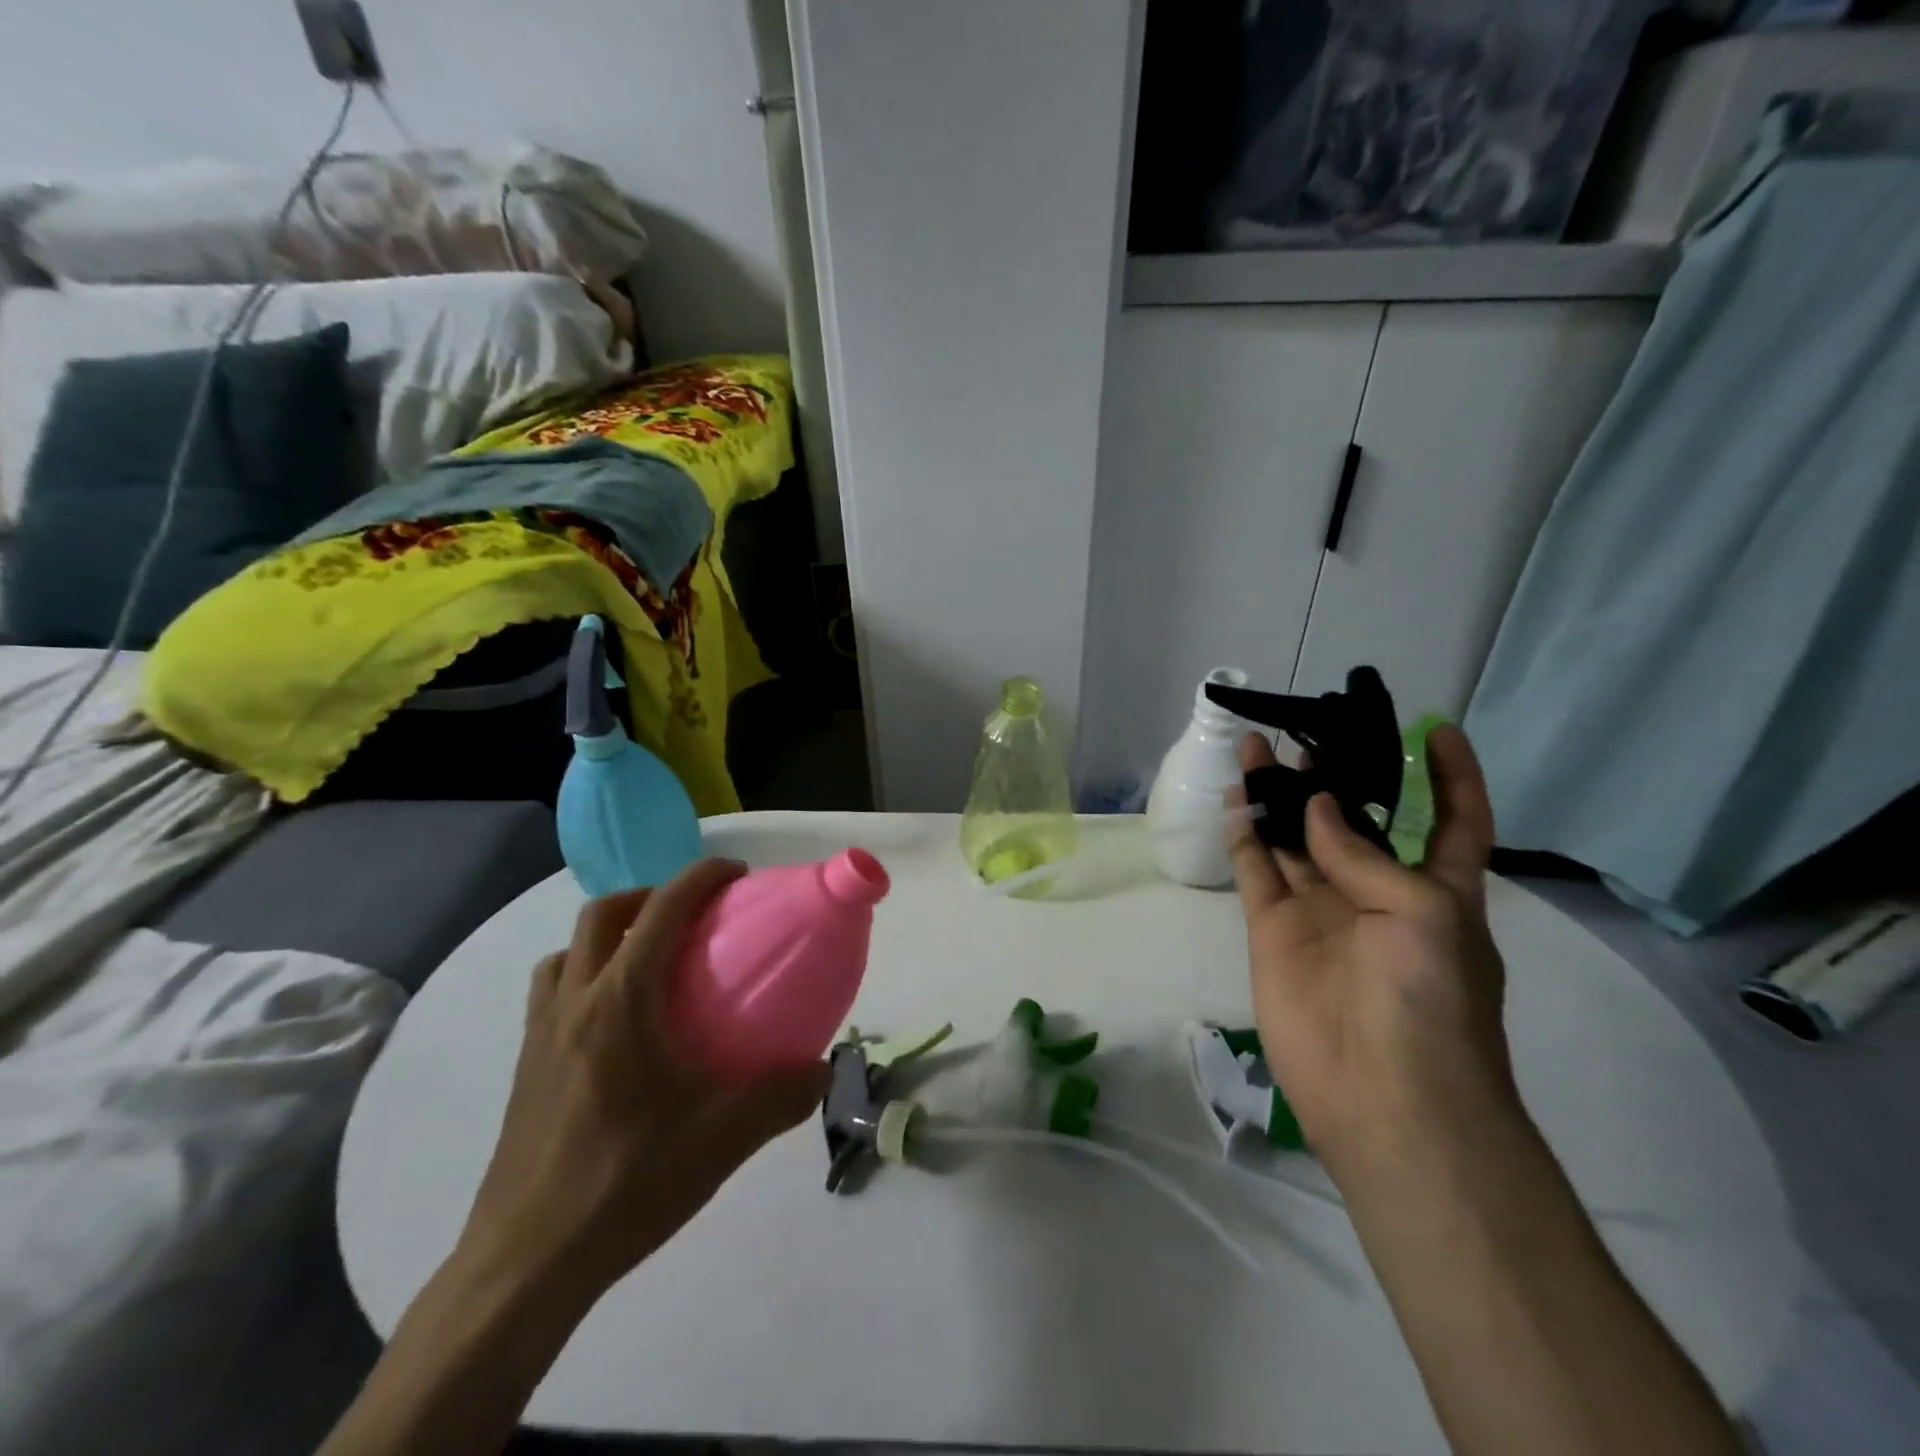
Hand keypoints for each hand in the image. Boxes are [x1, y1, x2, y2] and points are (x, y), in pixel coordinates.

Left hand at [461, 859, 829, 1302]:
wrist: (525, 1264)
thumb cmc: (623, 1185)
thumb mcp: (719, 1141)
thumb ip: (779, 1098)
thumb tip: (822, 1069)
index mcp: (619, 1002)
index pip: (660, 911)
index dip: (700, 877)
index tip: (736, 874)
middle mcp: (573, 1003)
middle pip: (602, 914)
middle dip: (651, 896)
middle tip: (694, 916)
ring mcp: (540, 1035)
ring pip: (568, 951)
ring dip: (610, 936)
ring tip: (651, 962)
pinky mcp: (526, 1068)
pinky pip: (553, 992)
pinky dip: (586, 977)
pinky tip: (618, 1024)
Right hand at [1227, 726, 1514, 1173]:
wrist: (1382, 1094)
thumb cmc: (1430, 999)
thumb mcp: (1424, 914)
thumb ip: (1362, 855)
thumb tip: (1316, 806)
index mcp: (1436, 889)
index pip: (1453, 820)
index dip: (1451, 777)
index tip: (1434, 729)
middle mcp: (1376, 892)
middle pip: (1353, 821)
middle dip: (1334, 776)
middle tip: (1306, 731)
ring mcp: (1321, 910)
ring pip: (1295, 837)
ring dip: (1279, 795)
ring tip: (1257, 748)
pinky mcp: (1274, 929)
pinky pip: (1257, 869)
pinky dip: (1245, 834)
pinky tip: (1234, 797)